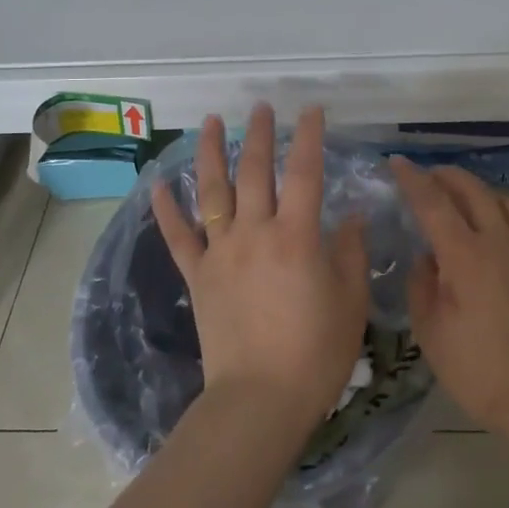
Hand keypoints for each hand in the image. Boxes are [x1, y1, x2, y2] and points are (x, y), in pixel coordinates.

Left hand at [151, 104, 369, 437]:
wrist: (259, 400)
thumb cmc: (315, 353)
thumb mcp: (351, 302)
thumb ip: (351, 252)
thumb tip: (350, 216)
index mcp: (296, 236)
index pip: (304, 172)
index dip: (308, 137)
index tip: (311, 110)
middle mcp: (254, 233)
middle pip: (254, 171)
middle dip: (259, 134)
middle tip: (261, 107)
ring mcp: (221, 252)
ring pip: (212, 192)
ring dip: (211, 153)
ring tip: (211, 122)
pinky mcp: (197, 276)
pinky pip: (178, 237)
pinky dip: (166, 210)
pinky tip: (157, 185)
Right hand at [393, 159, 508, 438]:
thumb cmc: (477, 369)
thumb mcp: (430, 331)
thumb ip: (422, 284)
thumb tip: (428, 257)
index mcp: (464, 255)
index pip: (432, 202)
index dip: (412, 179)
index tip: (397, 162)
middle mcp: (499, 241)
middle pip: (472, 189)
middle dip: (447, 175)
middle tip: (429, 176)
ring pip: (506, 201)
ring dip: (481, 194)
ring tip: (467, 204)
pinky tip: (505, 234)